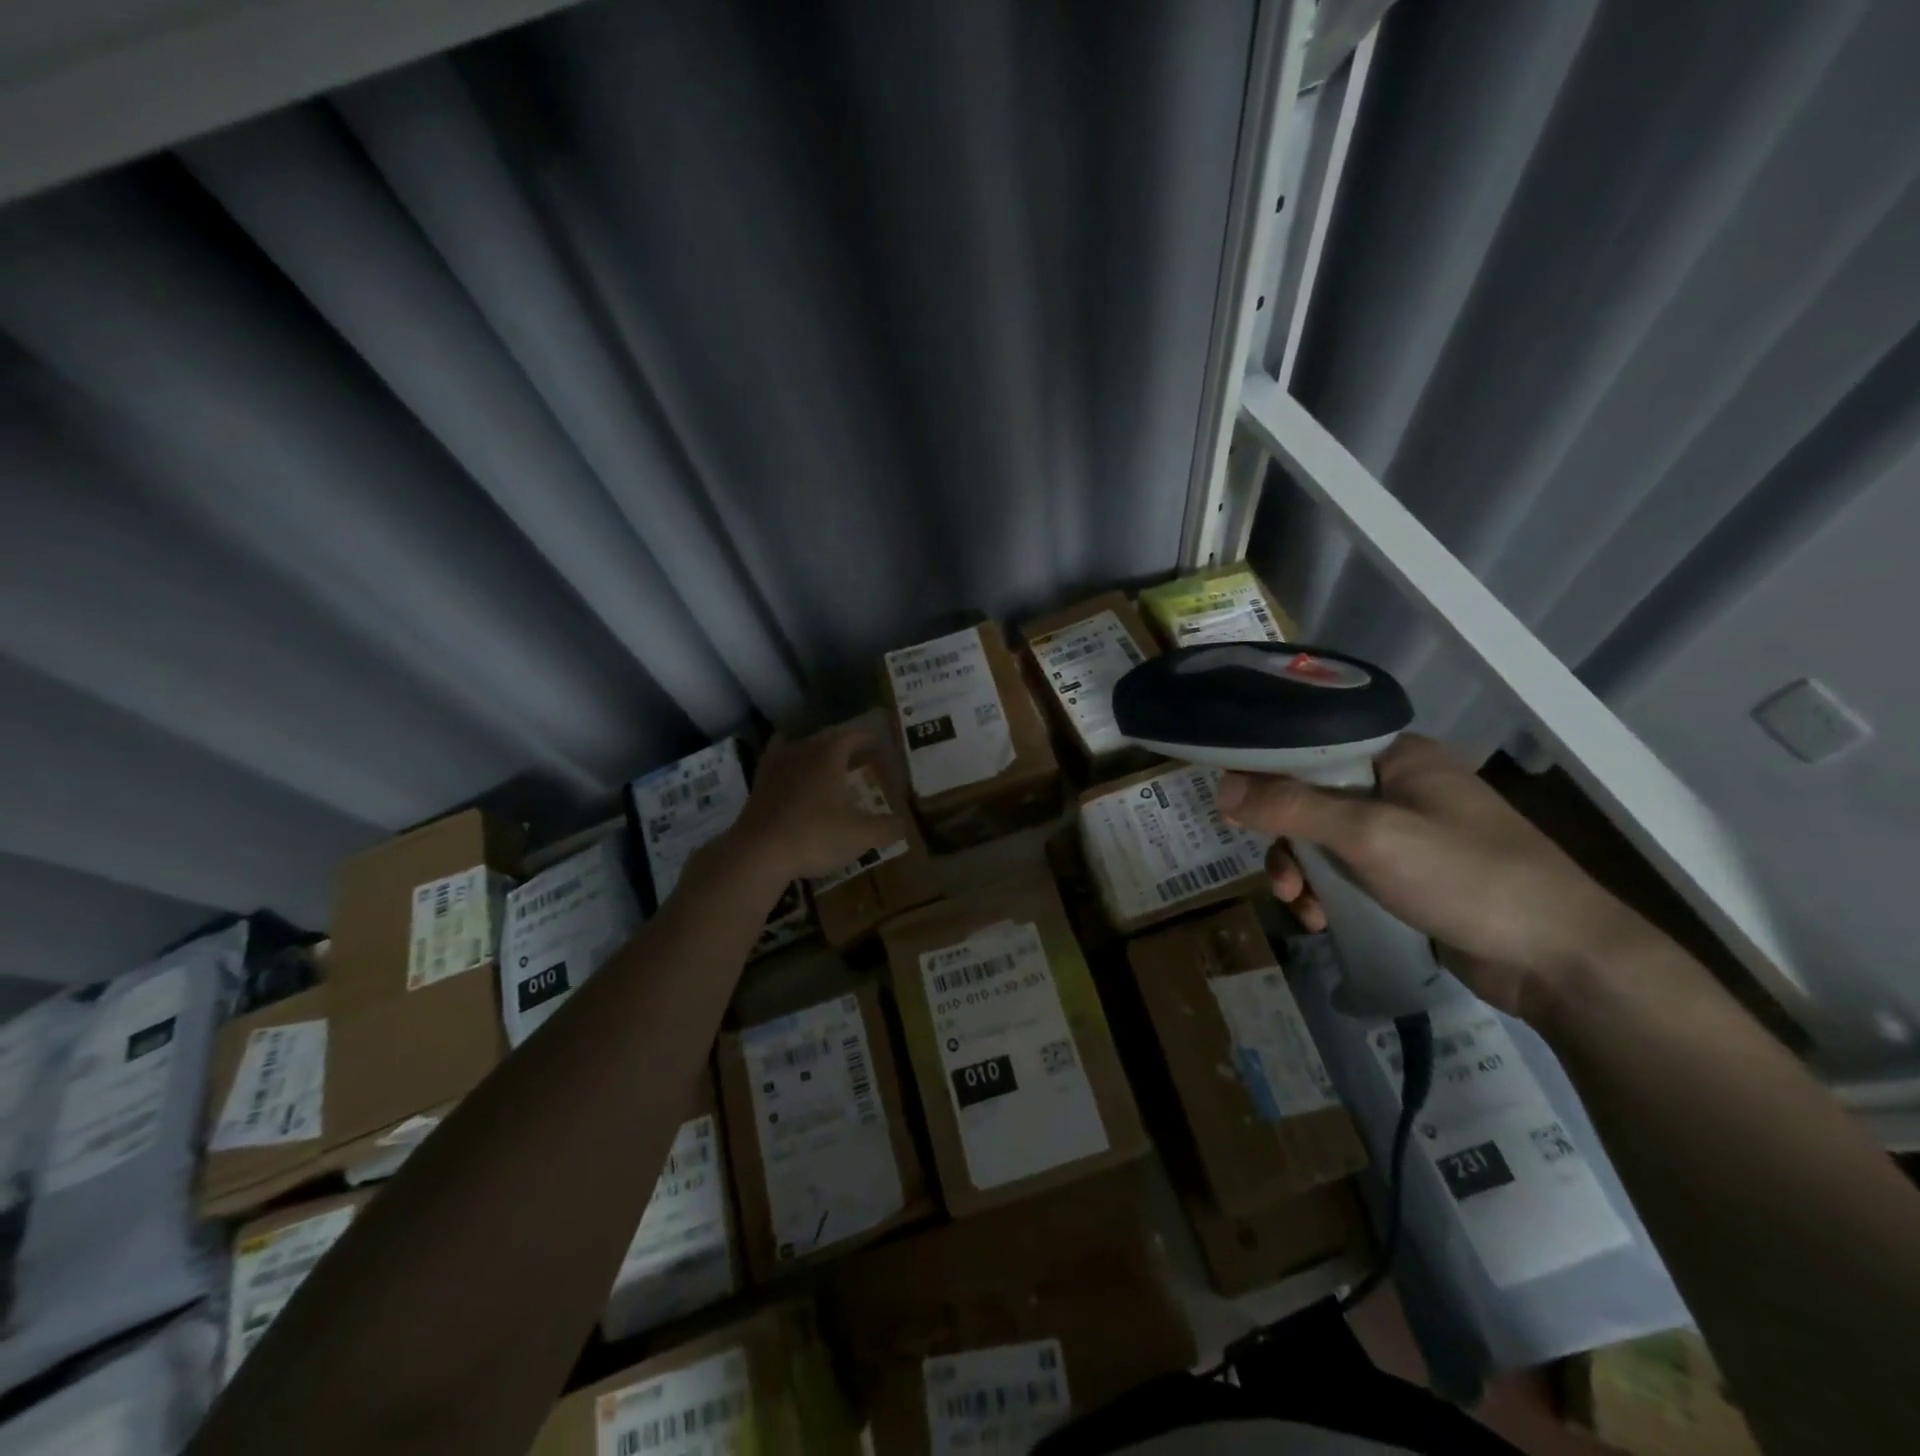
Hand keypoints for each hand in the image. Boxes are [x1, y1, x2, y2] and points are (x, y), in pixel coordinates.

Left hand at [726, 724, 908, 882]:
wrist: (758, 853)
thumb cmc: (815, 836)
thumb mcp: (861, 836)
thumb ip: (886, 828)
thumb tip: (902, 825)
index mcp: (829, 754)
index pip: (854, 735)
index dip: (870, 739)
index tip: (882, 744)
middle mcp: (802, 751)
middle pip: (827, 739)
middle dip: (846, 746)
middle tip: (861, 758)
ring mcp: (776, 767)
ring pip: (800, 749)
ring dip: (817, 754)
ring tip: (829, 768)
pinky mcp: (759, 786)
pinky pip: (779, 766)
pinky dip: (792, 769)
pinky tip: (795, 781)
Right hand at [1216, 735, 1651, 1019]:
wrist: (1562, 960)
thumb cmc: (1467, 876)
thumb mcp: (1369, 835)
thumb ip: (1291, 807)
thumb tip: (1220, 787)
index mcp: (1397, 757)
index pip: (1311, 748)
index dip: (1266, 774)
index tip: (1233, 808)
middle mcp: (1398, 788)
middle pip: (1310, 801)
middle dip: (1287, 843)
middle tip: (1283, 880)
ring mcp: (1405, 834)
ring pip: (1323, 842)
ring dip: (1303, 874)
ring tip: (1302, 908)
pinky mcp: (1408, 877)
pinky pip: (1346, 874)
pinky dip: (1327, 895)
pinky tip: (1323, 921)